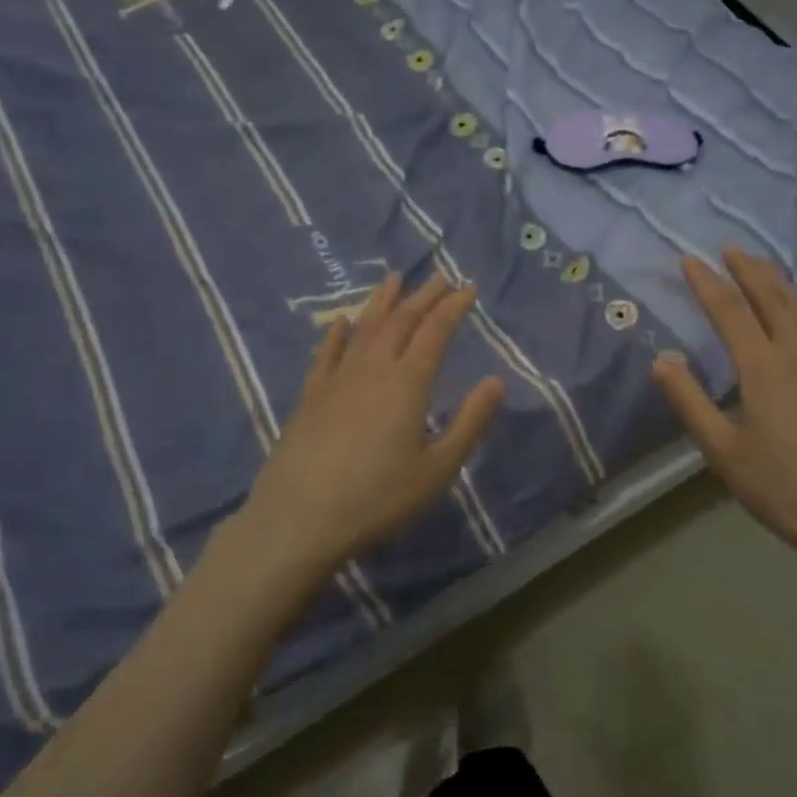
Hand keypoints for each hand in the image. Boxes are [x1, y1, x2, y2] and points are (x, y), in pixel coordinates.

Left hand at [231, 272, 504, 587]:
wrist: (300, 519)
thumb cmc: (378, 498)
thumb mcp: (438, 469)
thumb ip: (470, 422)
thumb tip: (497, 380)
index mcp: (408, 383)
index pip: (436, 331)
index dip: (453, 306)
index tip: (468, 288)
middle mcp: (373, 368)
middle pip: (401, 321)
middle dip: (424, 296)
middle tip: (440, 277)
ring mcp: (337, 379)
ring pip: (364, 328)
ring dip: (382, 302)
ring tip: (394, 279)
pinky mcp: (310, 396)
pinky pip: (327, 353)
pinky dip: (337, 332)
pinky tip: (341, 320)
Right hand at [652, 246, 796, 579]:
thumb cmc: (782, 487)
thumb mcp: (722, 450)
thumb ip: (689, 402)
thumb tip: (660, 360)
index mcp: (762, 367)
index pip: (729, 311)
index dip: (707, 283)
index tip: (688, 260)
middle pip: (771, 297)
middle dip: (747, 269)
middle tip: (729, 248)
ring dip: (781, 282)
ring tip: (765, 265)